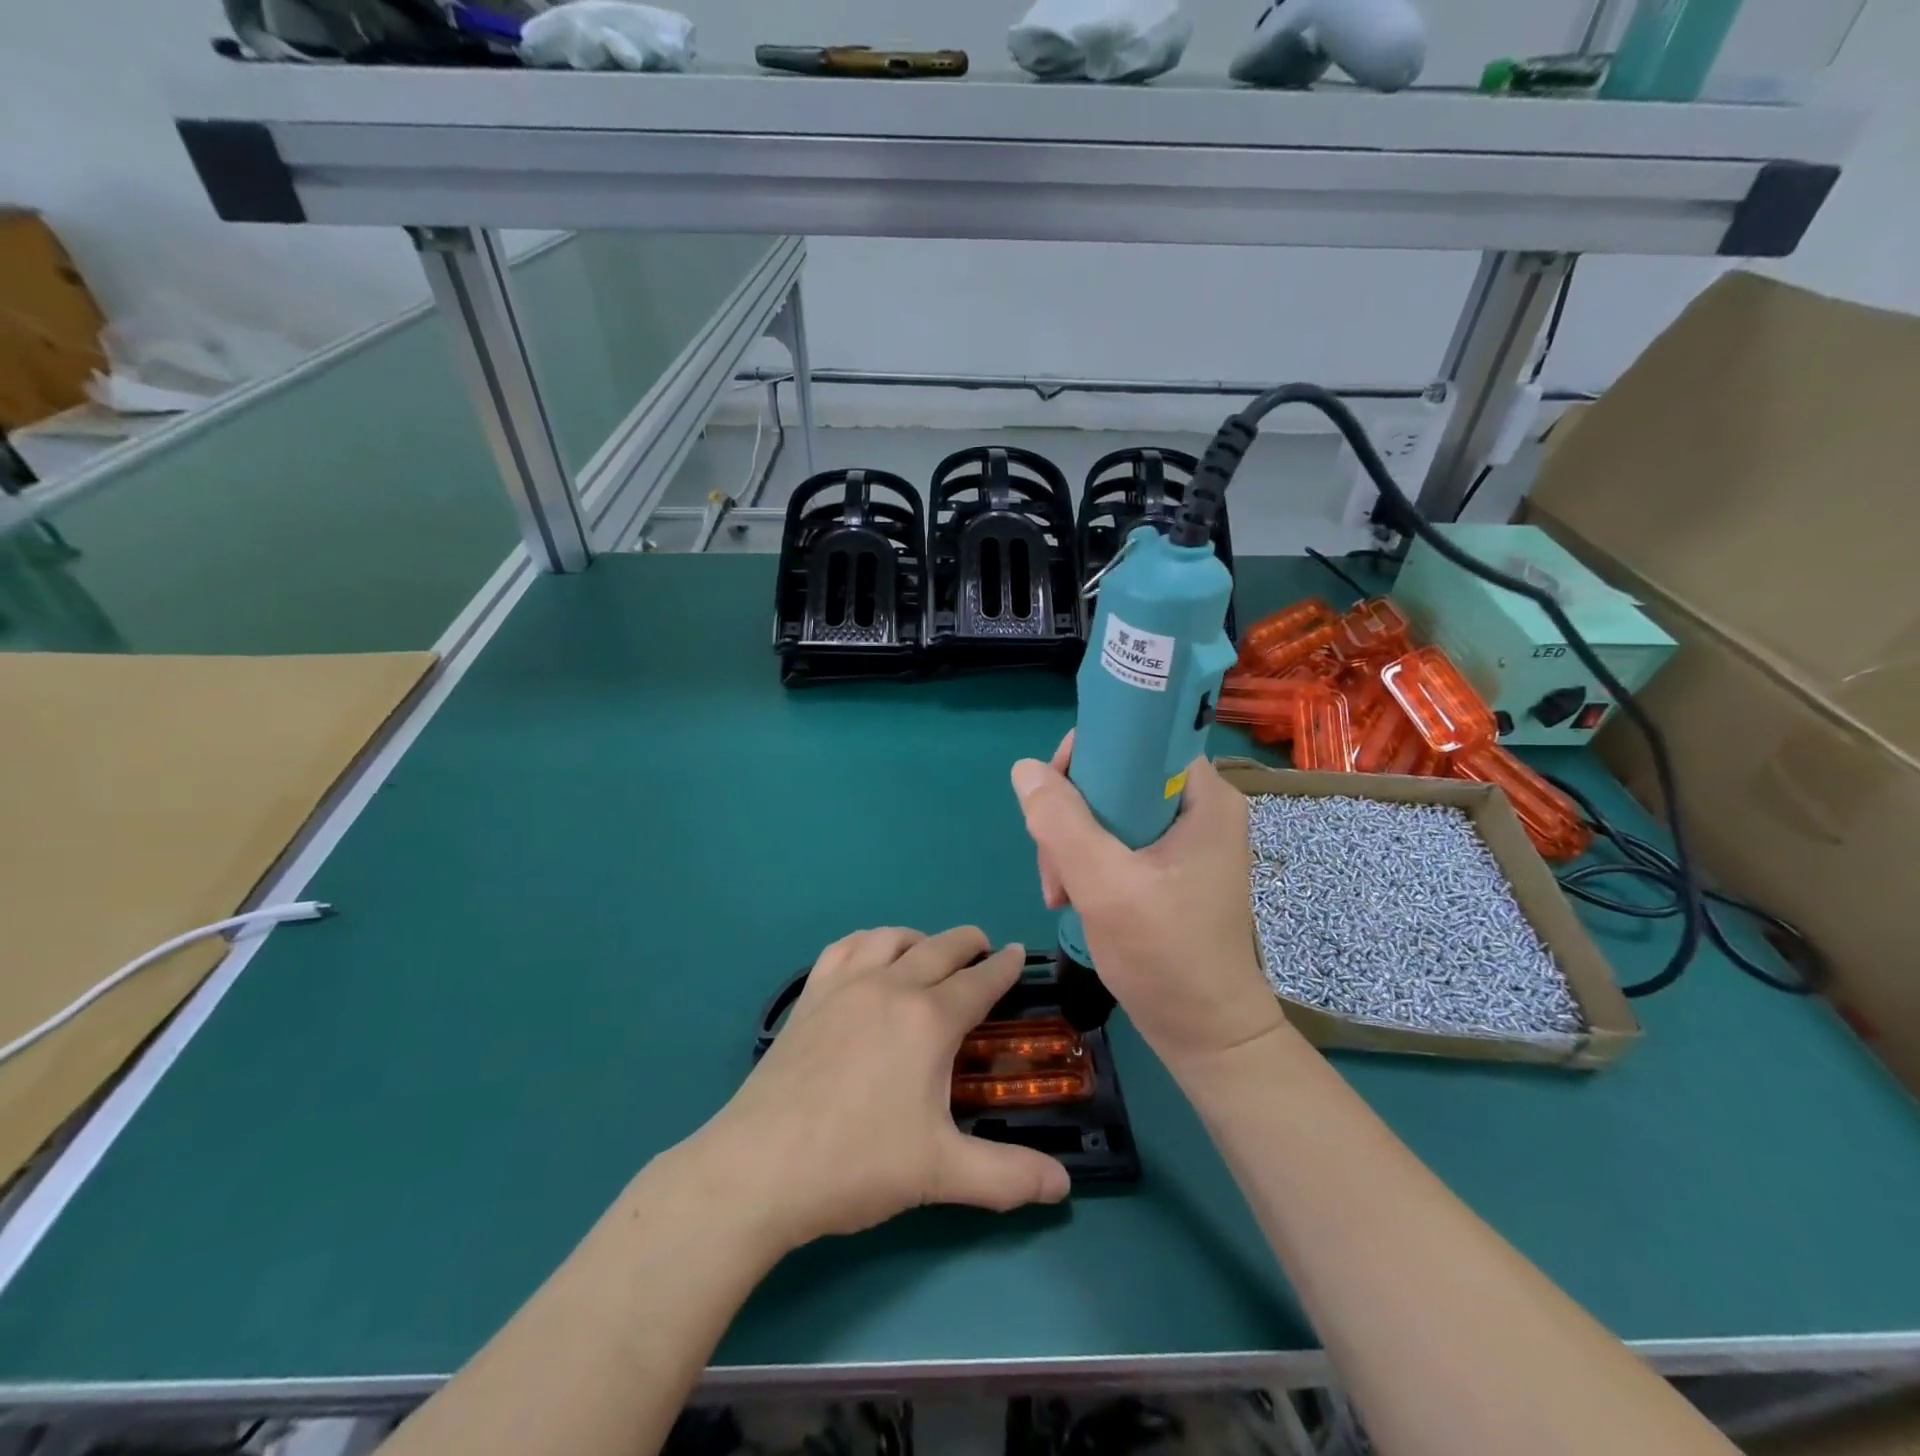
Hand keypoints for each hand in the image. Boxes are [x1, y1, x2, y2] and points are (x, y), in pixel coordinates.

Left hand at [695, 926, 1070, 1253]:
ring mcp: (845, 986)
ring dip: (919, 938)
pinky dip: (868, 941)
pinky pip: (845, 947)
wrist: (759, 1167)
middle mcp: (891, 986)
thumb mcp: (941, 1174)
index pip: (979, 981)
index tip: (1017, 954)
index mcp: (929, 1019)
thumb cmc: (857, 1164)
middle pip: (940, 947)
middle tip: (984, 950)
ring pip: (891, 938)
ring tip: (929, 952)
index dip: (1004, 966)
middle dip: (968, 943)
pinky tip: (869, 957)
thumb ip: (1007, 1176)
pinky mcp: (810, 996)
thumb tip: (1063, 1186)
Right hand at [1011, 736, 1285, 1069]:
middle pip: (1114, 777)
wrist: (1205, 1036)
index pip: (1139, 738)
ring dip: (1069, 845)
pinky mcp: (1165, 867)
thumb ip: (1061, 822)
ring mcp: (1180, 840)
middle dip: (1070, 815)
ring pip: (1104, 811)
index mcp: (1203, 797)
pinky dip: (1083, 863)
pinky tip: (1069, 896)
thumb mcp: (1106, 885)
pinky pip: (1111, 841)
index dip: (1088, 754)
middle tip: (1054, 865)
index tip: (1054, 794)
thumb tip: (1023, 768)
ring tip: (1058, 892)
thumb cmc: (1167, 956)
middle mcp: (1196, 808)